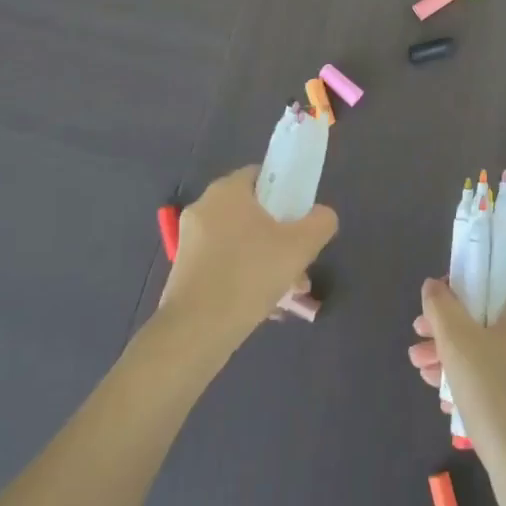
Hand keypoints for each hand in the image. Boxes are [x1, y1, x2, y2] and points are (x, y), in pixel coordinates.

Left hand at [160, 166, 337, 352]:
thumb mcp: (300, 246)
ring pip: (240, 241)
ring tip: (288, 293)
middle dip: (280, 236)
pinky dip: (243, 276)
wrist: (195, 330)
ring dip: (266, 260)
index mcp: (227, 190)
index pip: (262, 175)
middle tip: (299, 263)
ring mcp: (190, 239)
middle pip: (252, 212)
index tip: (300, 219)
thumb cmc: (249, 275)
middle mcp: (204, 206)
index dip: (286, 192)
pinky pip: (223, 262)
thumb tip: (321, 215)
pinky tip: (263, 305)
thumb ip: (320, 222)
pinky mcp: (184, 269)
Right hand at [407, 268, 505, 505]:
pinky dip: (467, 378)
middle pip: (486, 311)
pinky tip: (441, 396)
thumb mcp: (459, 343)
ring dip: (450, 352)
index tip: (437, 296)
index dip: (464, 275)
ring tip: (419, 368)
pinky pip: (493, 375)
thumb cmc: (496, 395)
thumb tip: (434, 285)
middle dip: (447, 322)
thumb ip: (442, 307)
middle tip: (418, 334)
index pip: (497, 272)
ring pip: (485, 345)